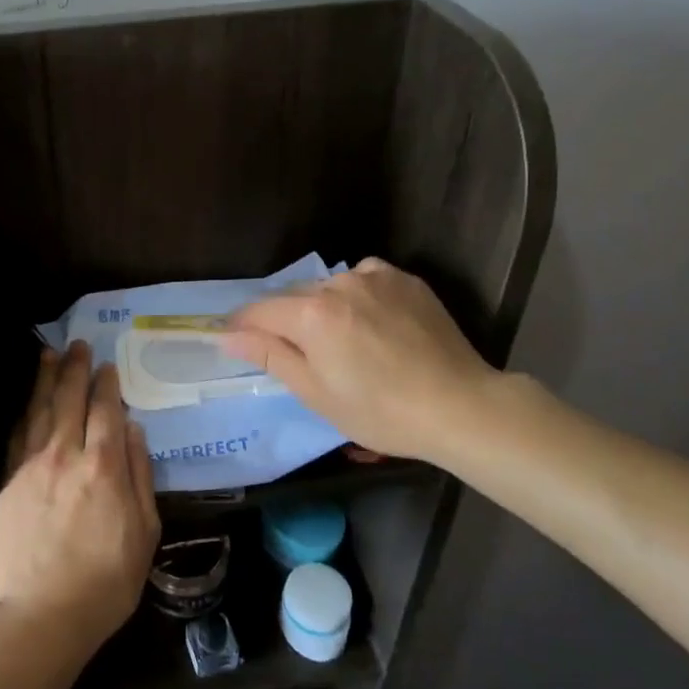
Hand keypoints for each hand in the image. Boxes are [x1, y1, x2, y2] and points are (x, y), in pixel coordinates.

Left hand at [0, 342, 160, 664]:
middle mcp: (66, 456)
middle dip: (75, 369)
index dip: (107, 385)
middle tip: (79, 345)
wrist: (44, 613)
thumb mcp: (144, 532)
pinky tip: (30, 400)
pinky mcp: (9, 483)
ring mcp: (33, 467)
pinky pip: (19, 436)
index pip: (106, 411)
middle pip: (70, 400)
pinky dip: (26, 412)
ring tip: (50, 354)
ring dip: (46, 380)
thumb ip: (140, 476)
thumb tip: (134, 431)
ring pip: (40, 411)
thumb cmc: (106, 579)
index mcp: (104, 467)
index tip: (107, 366)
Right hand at [223, 258, 497, 466]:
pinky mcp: (405, 279)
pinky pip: (364, 279)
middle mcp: (338, 284)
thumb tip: (228, 336)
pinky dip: (357, 297)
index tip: (234, 341)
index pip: (258, 311)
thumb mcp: (316, 393)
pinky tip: (371, 322)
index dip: (242, 326)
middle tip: (296, 354)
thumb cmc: (380, 411)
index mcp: (311, 314)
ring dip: (322, 307)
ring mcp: (375, 277)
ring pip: (328, 287)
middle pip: (293, 297)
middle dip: (284, 320)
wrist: (461, 406)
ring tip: (340, 341)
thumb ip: (270, 355)